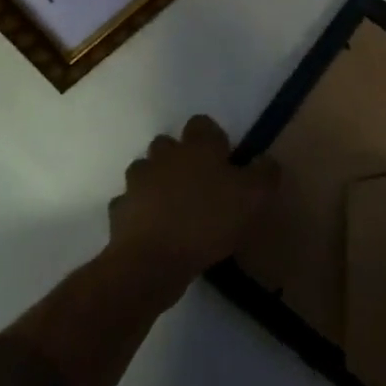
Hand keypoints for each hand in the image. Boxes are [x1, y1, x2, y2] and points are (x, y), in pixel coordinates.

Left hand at [107, 115, 278, 299]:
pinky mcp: (119, 211)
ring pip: (145, 171)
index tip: (223, 159)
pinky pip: (129, 204)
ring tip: (173, 206)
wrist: (152, 261)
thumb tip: (265, 160)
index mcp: (197, 147)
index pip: (202, 124)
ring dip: (156, 182)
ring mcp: (137, 183)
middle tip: (198, 183)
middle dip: (179, 157)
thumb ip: (264, 173)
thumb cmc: (208, 221)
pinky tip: (152, 229)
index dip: (212, 138)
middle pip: (168, 144)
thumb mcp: (254, 197)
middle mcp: (164, 156)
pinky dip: (139, 211)